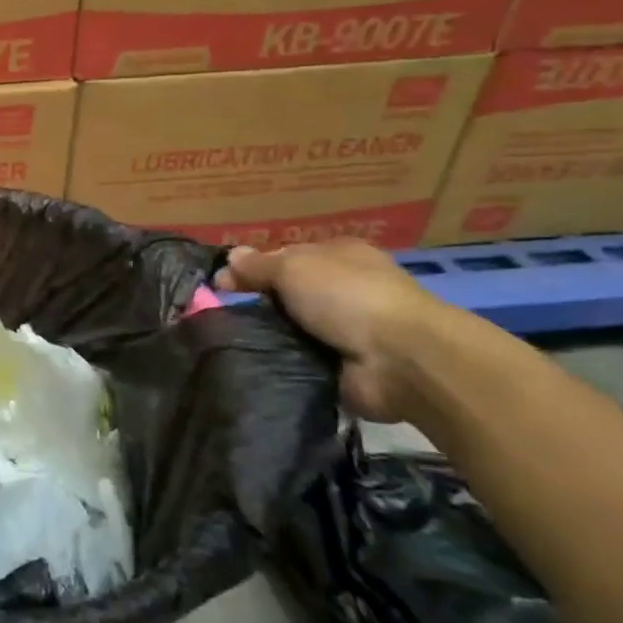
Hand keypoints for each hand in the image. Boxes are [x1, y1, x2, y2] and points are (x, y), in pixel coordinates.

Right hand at [213, 240, 447, 423]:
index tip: (221, 285)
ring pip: (292, 327)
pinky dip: (282, 362)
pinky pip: (301, 360)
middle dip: (258, 303)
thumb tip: (230, 258)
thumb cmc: (347, 297)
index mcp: (340, 256)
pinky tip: (254, 363)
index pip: (286, 256)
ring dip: (268, 335)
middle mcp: (345, 289)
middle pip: (288, 292)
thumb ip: (258, 265)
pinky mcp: (344, 366)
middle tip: (221, 315)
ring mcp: (348, 330)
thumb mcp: (293, 268)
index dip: (253, 267)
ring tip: (230, 342)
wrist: (401, 360)